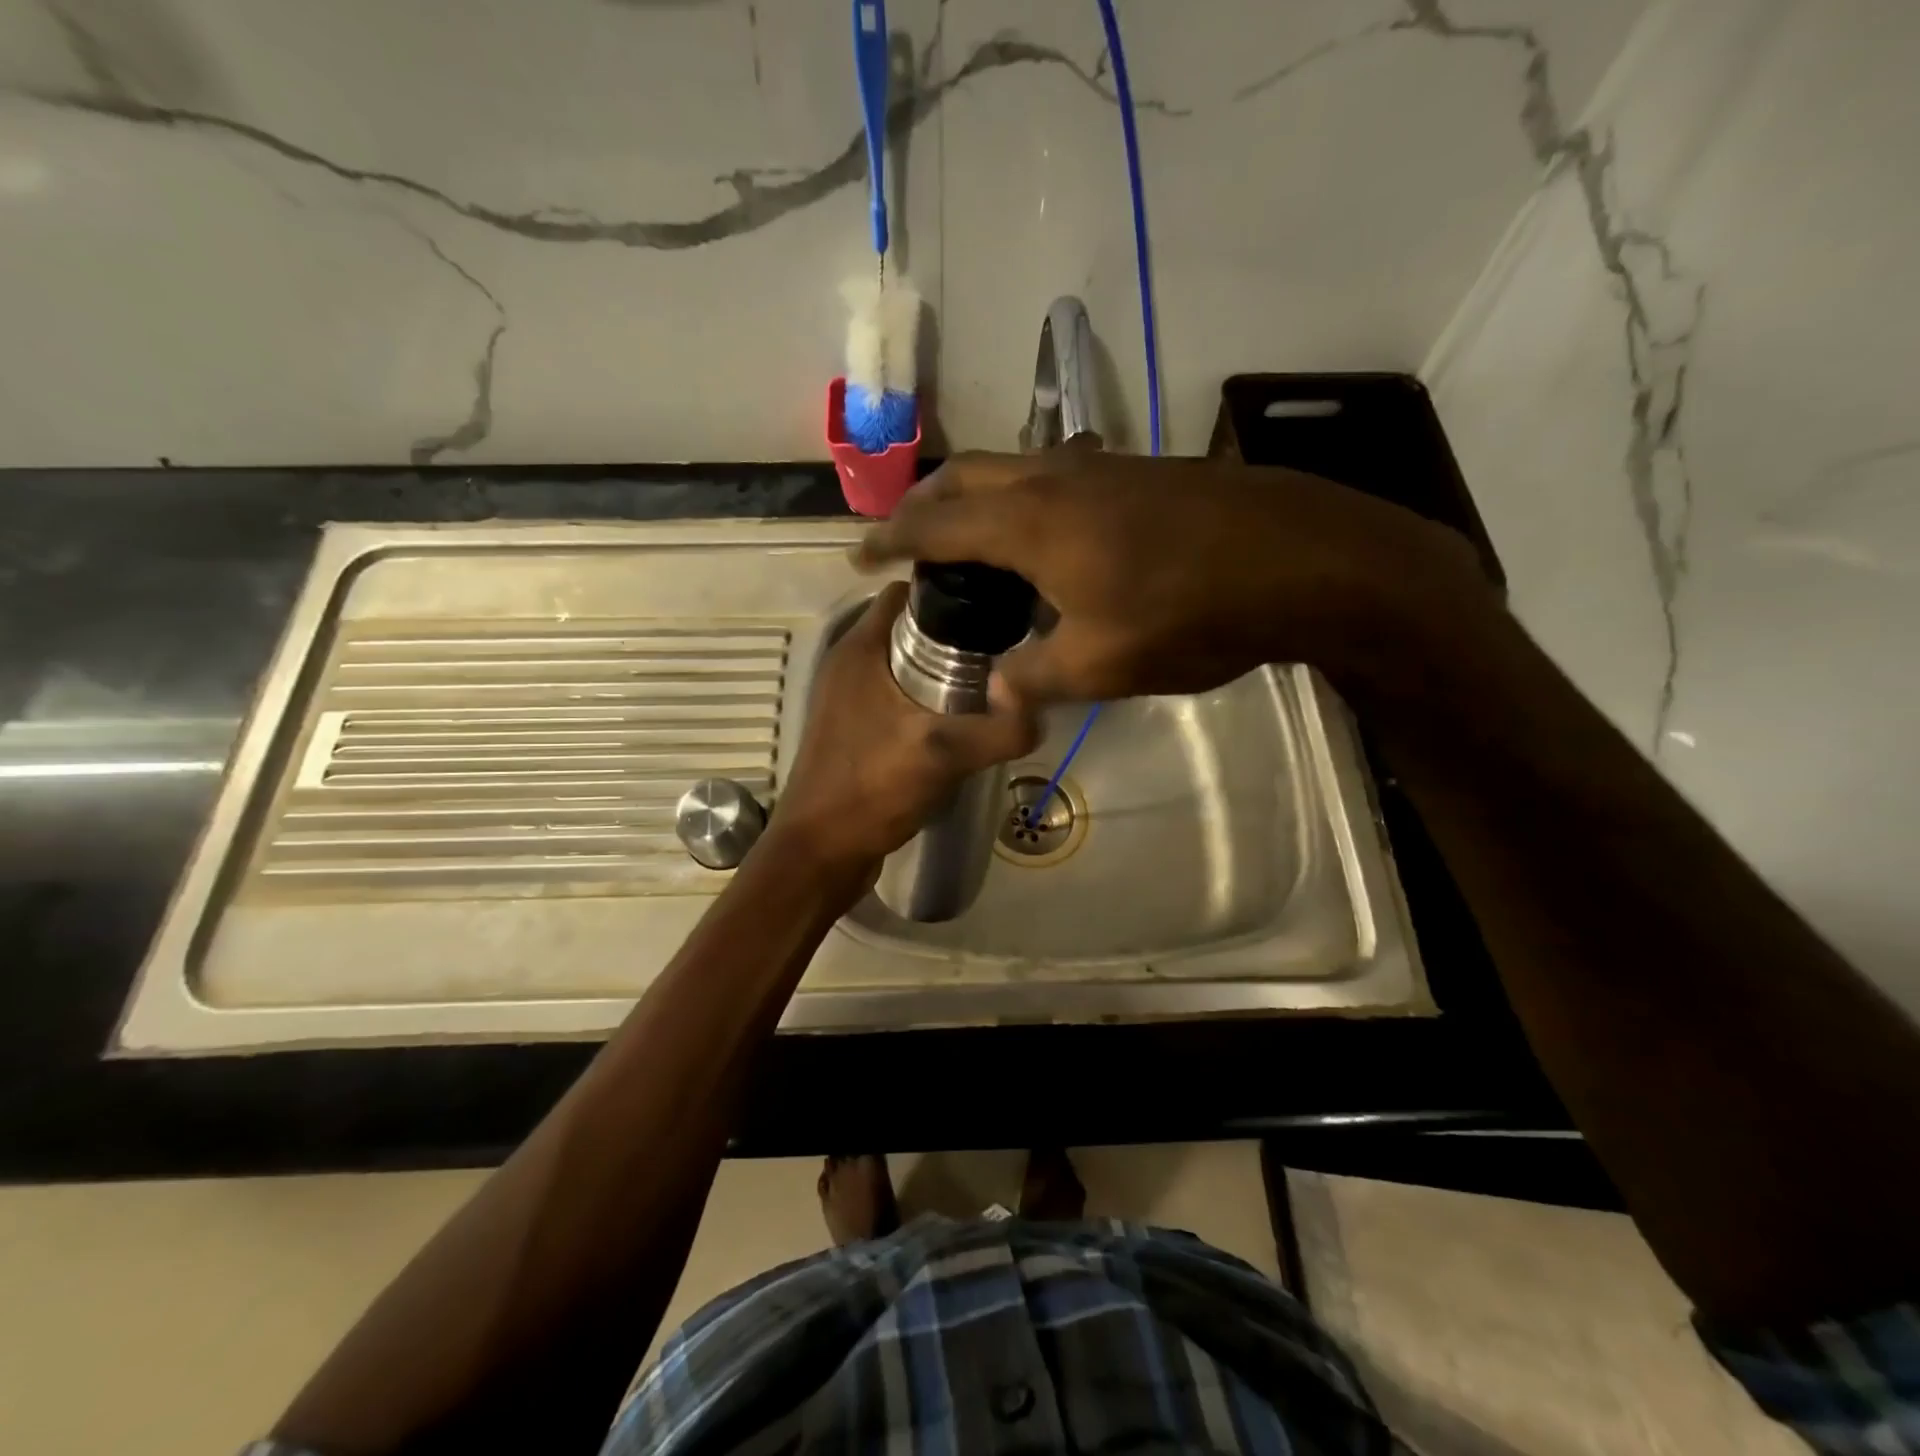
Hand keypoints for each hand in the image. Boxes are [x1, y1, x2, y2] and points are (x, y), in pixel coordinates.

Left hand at [771, 581, 1038, 874]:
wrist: (822, 851)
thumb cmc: (873, 790)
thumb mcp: (945, 755)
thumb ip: (1001, 729)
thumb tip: (1043, 708)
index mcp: (860, 648)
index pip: (909, 591)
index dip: (951, 590)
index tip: (996, 603)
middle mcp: (849, 663)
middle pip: (911, 625)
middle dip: (955, 631)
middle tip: (1004, 646)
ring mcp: (848, 696)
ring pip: (904, 661)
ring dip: (942, 666)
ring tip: (990, 680)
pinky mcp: (854, 726)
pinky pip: (896, 692)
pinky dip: (925, 695)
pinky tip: (957, 720)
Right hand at [857, 450, 1496, 705]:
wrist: (1303, 559)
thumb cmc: (1191, 613)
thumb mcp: (1103, 665)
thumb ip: (1037, 676)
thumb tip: (998, 688)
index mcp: (1030, 522)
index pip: (936, 522)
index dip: (891, 538)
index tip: (860, 556)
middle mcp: (1054, 478)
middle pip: (965, 474)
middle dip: (924, 502)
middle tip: (903, 537)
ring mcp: (1100, 467)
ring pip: (1011, 466)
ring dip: (974, 493)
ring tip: (962, 532)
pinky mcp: (1137, 472)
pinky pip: (1053, 473)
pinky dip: (1020, 495)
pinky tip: (1039, 530)